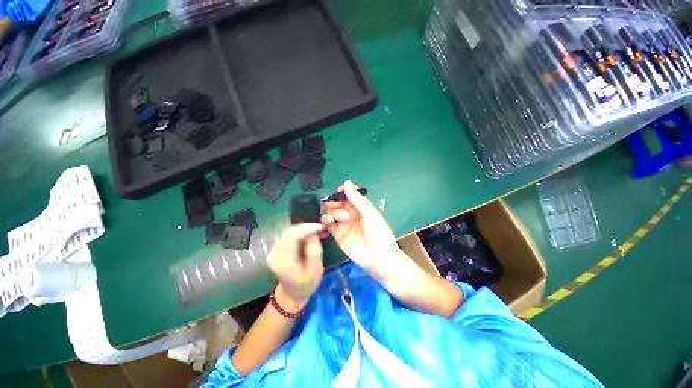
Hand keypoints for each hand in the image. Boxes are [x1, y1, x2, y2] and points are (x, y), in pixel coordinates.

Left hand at [267, 224, 324, 310]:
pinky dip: (300, 232)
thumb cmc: (306, 284)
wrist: (292, 294)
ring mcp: (274, 251)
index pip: (292, 237)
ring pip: (289, 232)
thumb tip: (313, 234)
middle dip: (306, 227)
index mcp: (283, 261)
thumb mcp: (315, 271)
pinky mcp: (276, 249)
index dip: (307, 228)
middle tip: (320, 228)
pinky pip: (288, 235)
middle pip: (290, 232)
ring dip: (303, 229)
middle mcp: (275, 254)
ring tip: (316, 231)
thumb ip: (314, 251)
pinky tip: (308, 235)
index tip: (320, 227)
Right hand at [321, 181, 407, 279]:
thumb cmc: (379, 235)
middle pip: (338, 202)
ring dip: (330, 211)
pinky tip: (327, 221)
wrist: (379, 259)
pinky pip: (328, 224)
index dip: (342, 191)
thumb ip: (358, 200)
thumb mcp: (371, 215)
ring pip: (331, 212)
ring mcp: (344, 224)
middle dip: (334, 202)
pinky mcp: (337, 234)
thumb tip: (347, 183)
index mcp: (361, 207)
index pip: (349, 195)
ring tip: (335, 217)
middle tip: (334, 206)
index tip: (338, 192)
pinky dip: (325, 221)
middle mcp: (351, 213)